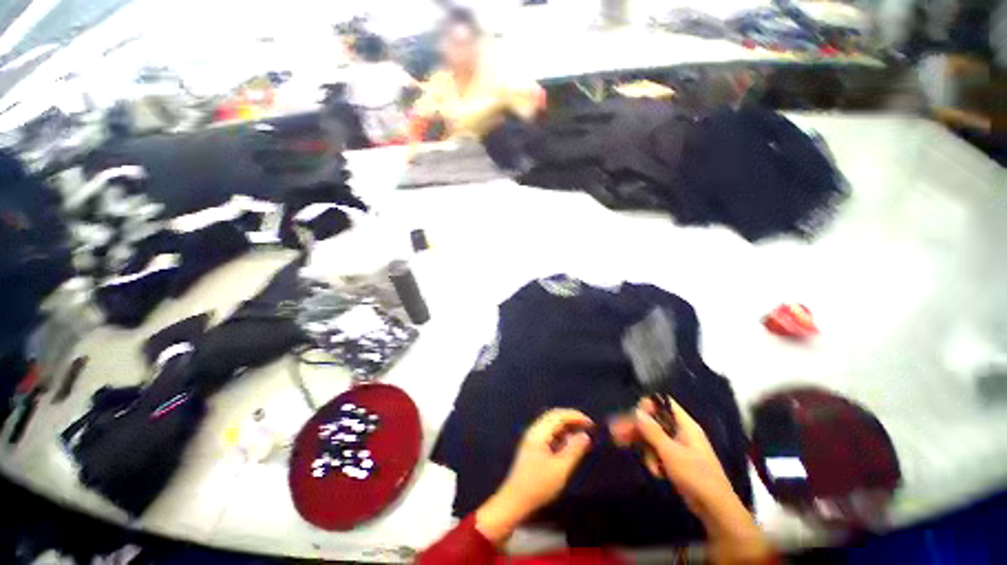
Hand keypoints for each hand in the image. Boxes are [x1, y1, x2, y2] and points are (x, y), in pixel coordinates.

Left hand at [476, 409, 593, 544]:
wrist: (514, 501)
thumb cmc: (538, 485)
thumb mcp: (560, 469)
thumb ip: (574, 450)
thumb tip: (585, 435)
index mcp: (539, 432)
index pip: (558, 415)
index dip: (575, 416)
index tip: (591, 424)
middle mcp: (534, 431)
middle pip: (554, 417)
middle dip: (572, 419)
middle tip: (588, 428)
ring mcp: (532, 439)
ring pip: (552, 425)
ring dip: (567, 428)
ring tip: (581, 437)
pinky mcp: (533, 448)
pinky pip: (549, 434)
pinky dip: (561, 436)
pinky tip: (569, 446)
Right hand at [627, 398, 772, 562]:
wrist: (716, 510)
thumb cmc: (696, 476)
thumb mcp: (671, 453)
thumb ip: (652, 431)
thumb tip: (636, 411)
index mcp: (685, 424)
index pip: (663, 403)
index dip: (647, 405)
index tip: (632, 414)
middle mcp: (681, 431)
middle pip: (653, 421)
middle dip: (637, 429)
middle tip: (616, 434)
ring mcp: (678, 446)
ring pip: (653, 438)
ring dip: (647, 450)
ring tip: (651, 467)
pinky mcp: (675, 460)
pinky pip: (657, 452)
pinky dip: (654, 460)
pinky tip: (657, 473)